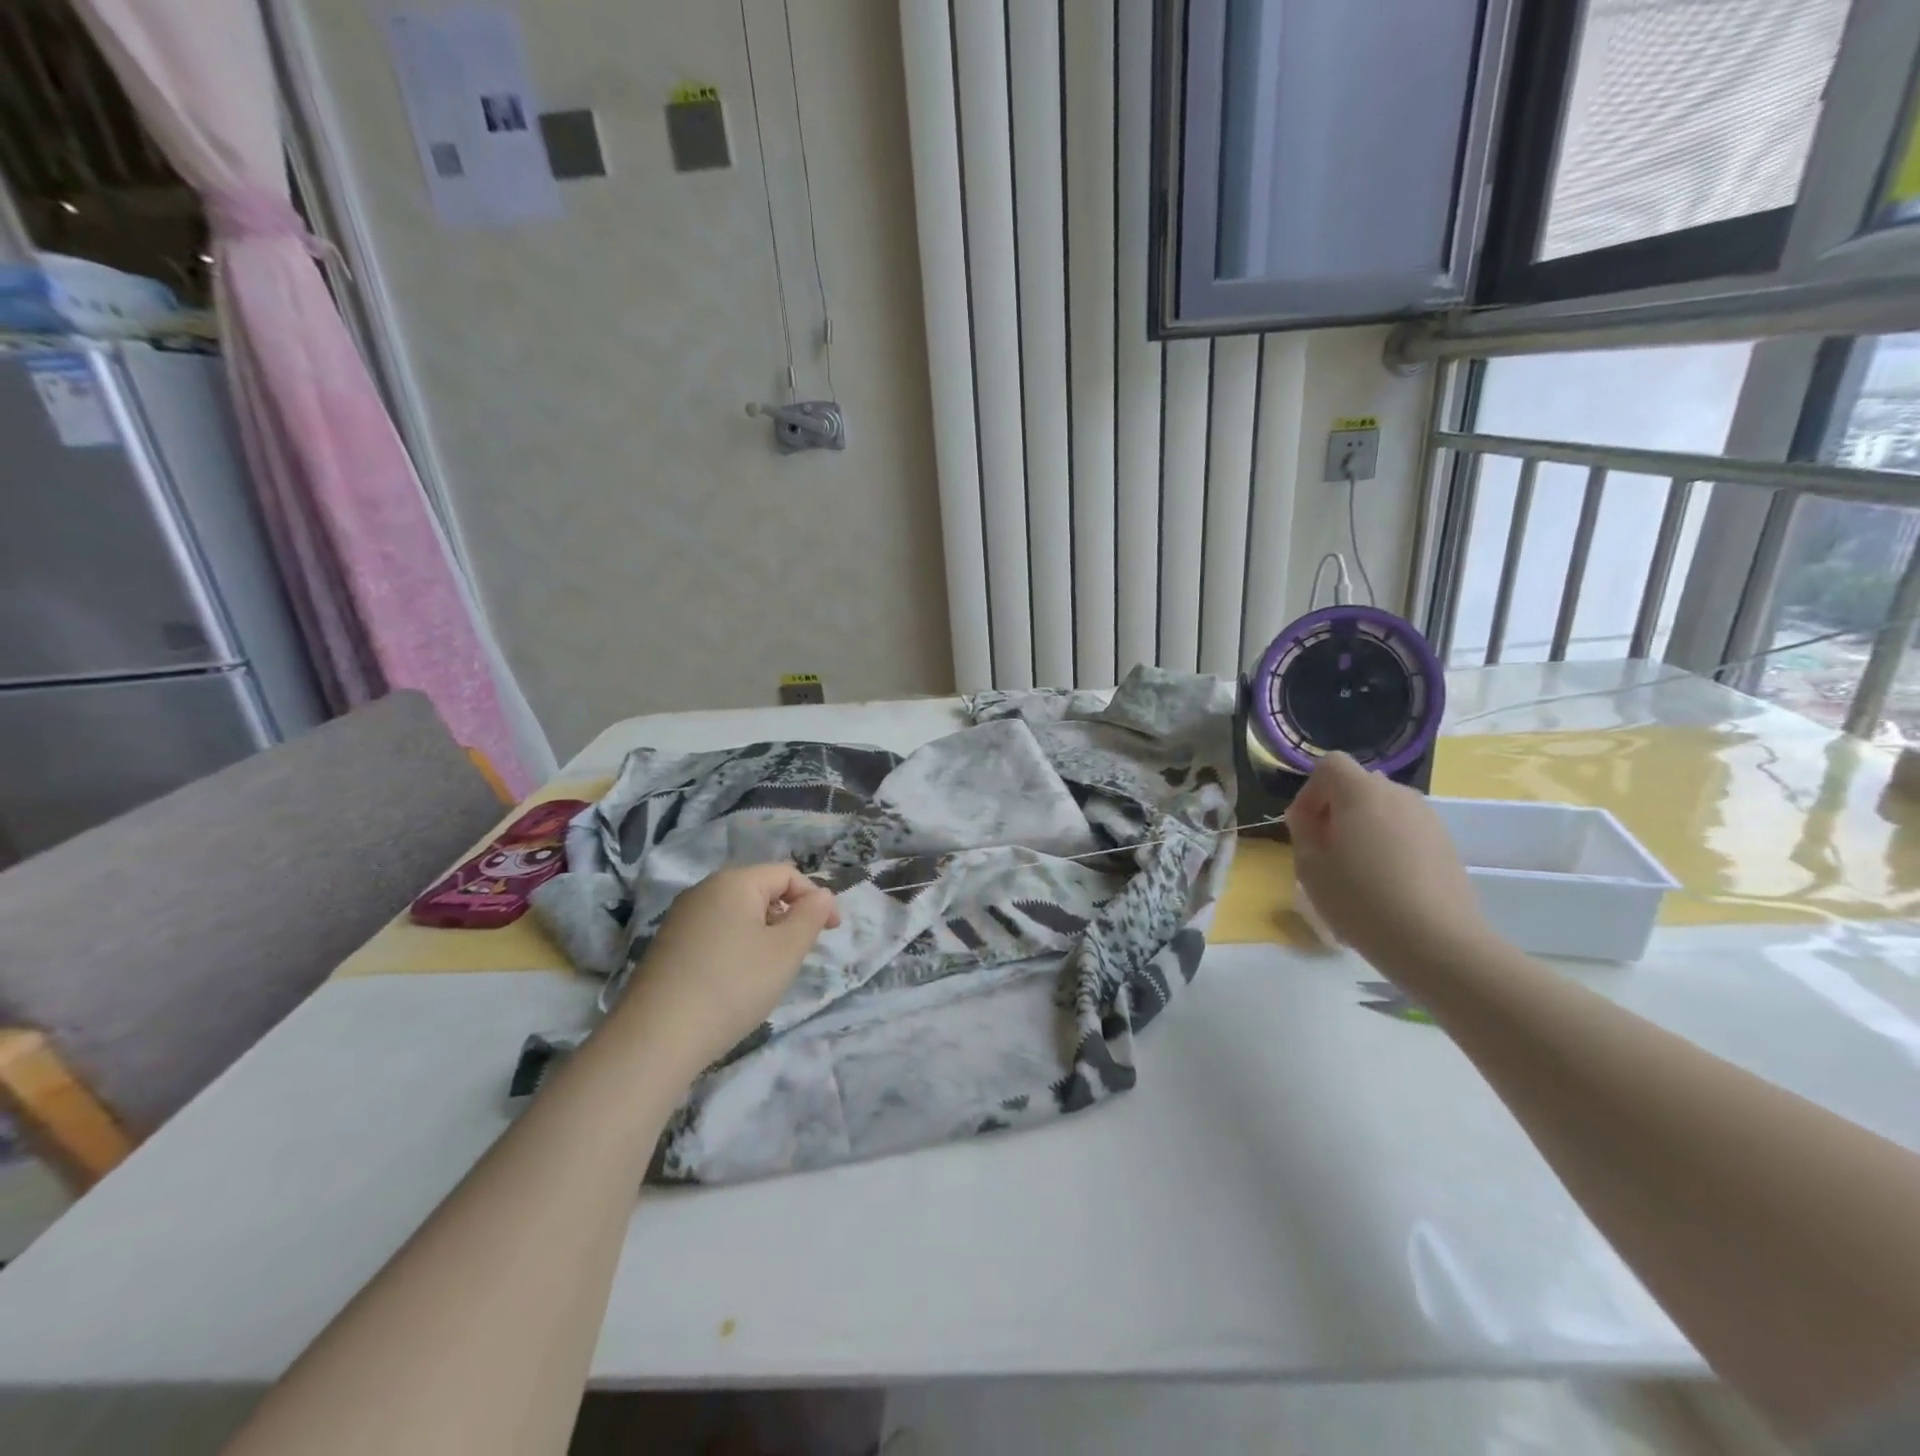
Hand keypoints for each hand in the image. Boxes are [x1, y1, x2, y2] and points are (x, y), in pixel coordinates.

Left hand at [612, 864, 839, 1078]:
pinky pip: (715, 932)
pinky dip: (736, 947)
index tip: (832, 932)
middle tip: (800, 953)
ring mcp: (680, 918)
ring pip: (737, 913)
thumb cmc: (732, 986)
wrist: (655, 1038)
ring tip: (770, 971)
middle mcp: (704, 890)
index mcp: (734, 882)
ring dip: (763, 933)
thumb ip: (810, 917)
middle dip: (788, 915)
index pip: (787, 874)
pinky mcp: (667, 946)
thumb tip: (823, 896)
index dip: (815, 898)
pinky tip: (736, 981)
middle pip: (760, 890)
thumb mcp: (785, 952)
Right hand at [1286, 752, 1492, 971]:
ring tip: (1355, 871)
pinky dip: (1389, 847)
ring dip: (1363, 829)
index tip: (1304, 828)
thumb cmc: (1360, 900)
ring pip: (1383, 810)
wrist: (1437, 942)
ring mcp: (1428, 819)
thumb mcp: (1309, 866)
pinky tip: (1385, 886)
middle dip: (1336, 811)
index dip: (1310, 792)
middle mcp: (1398, 794)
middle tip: (1325, 852)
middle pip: (1358, 786)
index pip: (1329, 765)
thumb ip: (1303, 831)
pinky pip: (1405, 832)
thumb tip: (1309, 817)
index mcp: (1361, 792)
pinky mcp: (1446, 845)